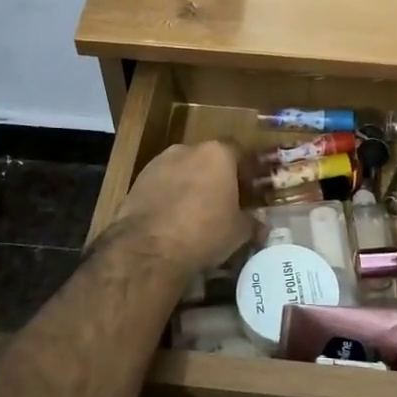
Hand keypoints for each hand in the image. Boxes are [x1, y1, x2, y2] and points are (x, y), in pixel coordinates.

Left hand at [109, 142, 252, 288]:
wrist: (149, 247)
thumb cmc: (205, 232)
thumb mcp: (239, 232)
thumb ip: (252, 223)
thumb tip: (259, 225)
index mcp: (218, 154)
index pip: (238, 154)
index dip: (244, 173)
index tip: (247, 191)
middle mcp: (188, 149)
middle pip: (208, 159)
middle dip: (215, 177)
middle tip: (221, 202)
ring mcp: (159, 163)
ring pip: (182, 170)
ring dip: (189, 185)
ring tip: (193, 214)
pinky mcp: (137, 180)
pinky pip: (161, 185)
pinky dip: (167, 196)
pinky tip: (170, 220)